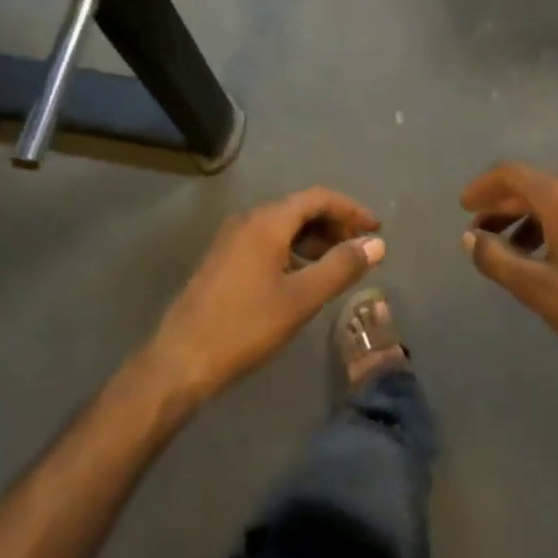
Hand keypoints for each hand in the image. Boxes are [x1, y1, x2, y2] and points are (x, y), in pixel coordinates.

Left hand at [145, 188, 383, 406]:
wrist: (181, 359)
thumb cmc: (246, 326)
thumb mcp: (301, 298)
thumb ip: (341, 267)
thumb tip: (375, 244)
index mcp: (267, 221)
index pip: (318, 198)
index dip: (351, 209)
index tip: (377, 230)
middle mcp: (248, 219)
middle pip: (300, 208)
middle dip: (335, 224)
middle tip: (362, 248)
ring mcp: (232, 238)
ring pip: (283, 225)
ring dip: (315, 238)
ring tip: (339, 264)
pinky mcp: (224, 258)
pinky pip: (267, 240)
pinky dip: (293, 249)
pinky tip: (304, 275)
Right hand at [460, 163, 557, 385]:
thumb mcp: (539, 290)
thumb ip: (497, 260)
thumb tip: (469, 238)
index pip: (512, 175)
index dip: (483, 187)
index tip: (463, 207)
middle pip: (534, 186)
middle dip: (502, 206)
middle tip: (479, 233)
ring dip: (528, 219)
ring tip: (513, 252)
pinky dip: (554, 226)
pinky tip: (552, 258)